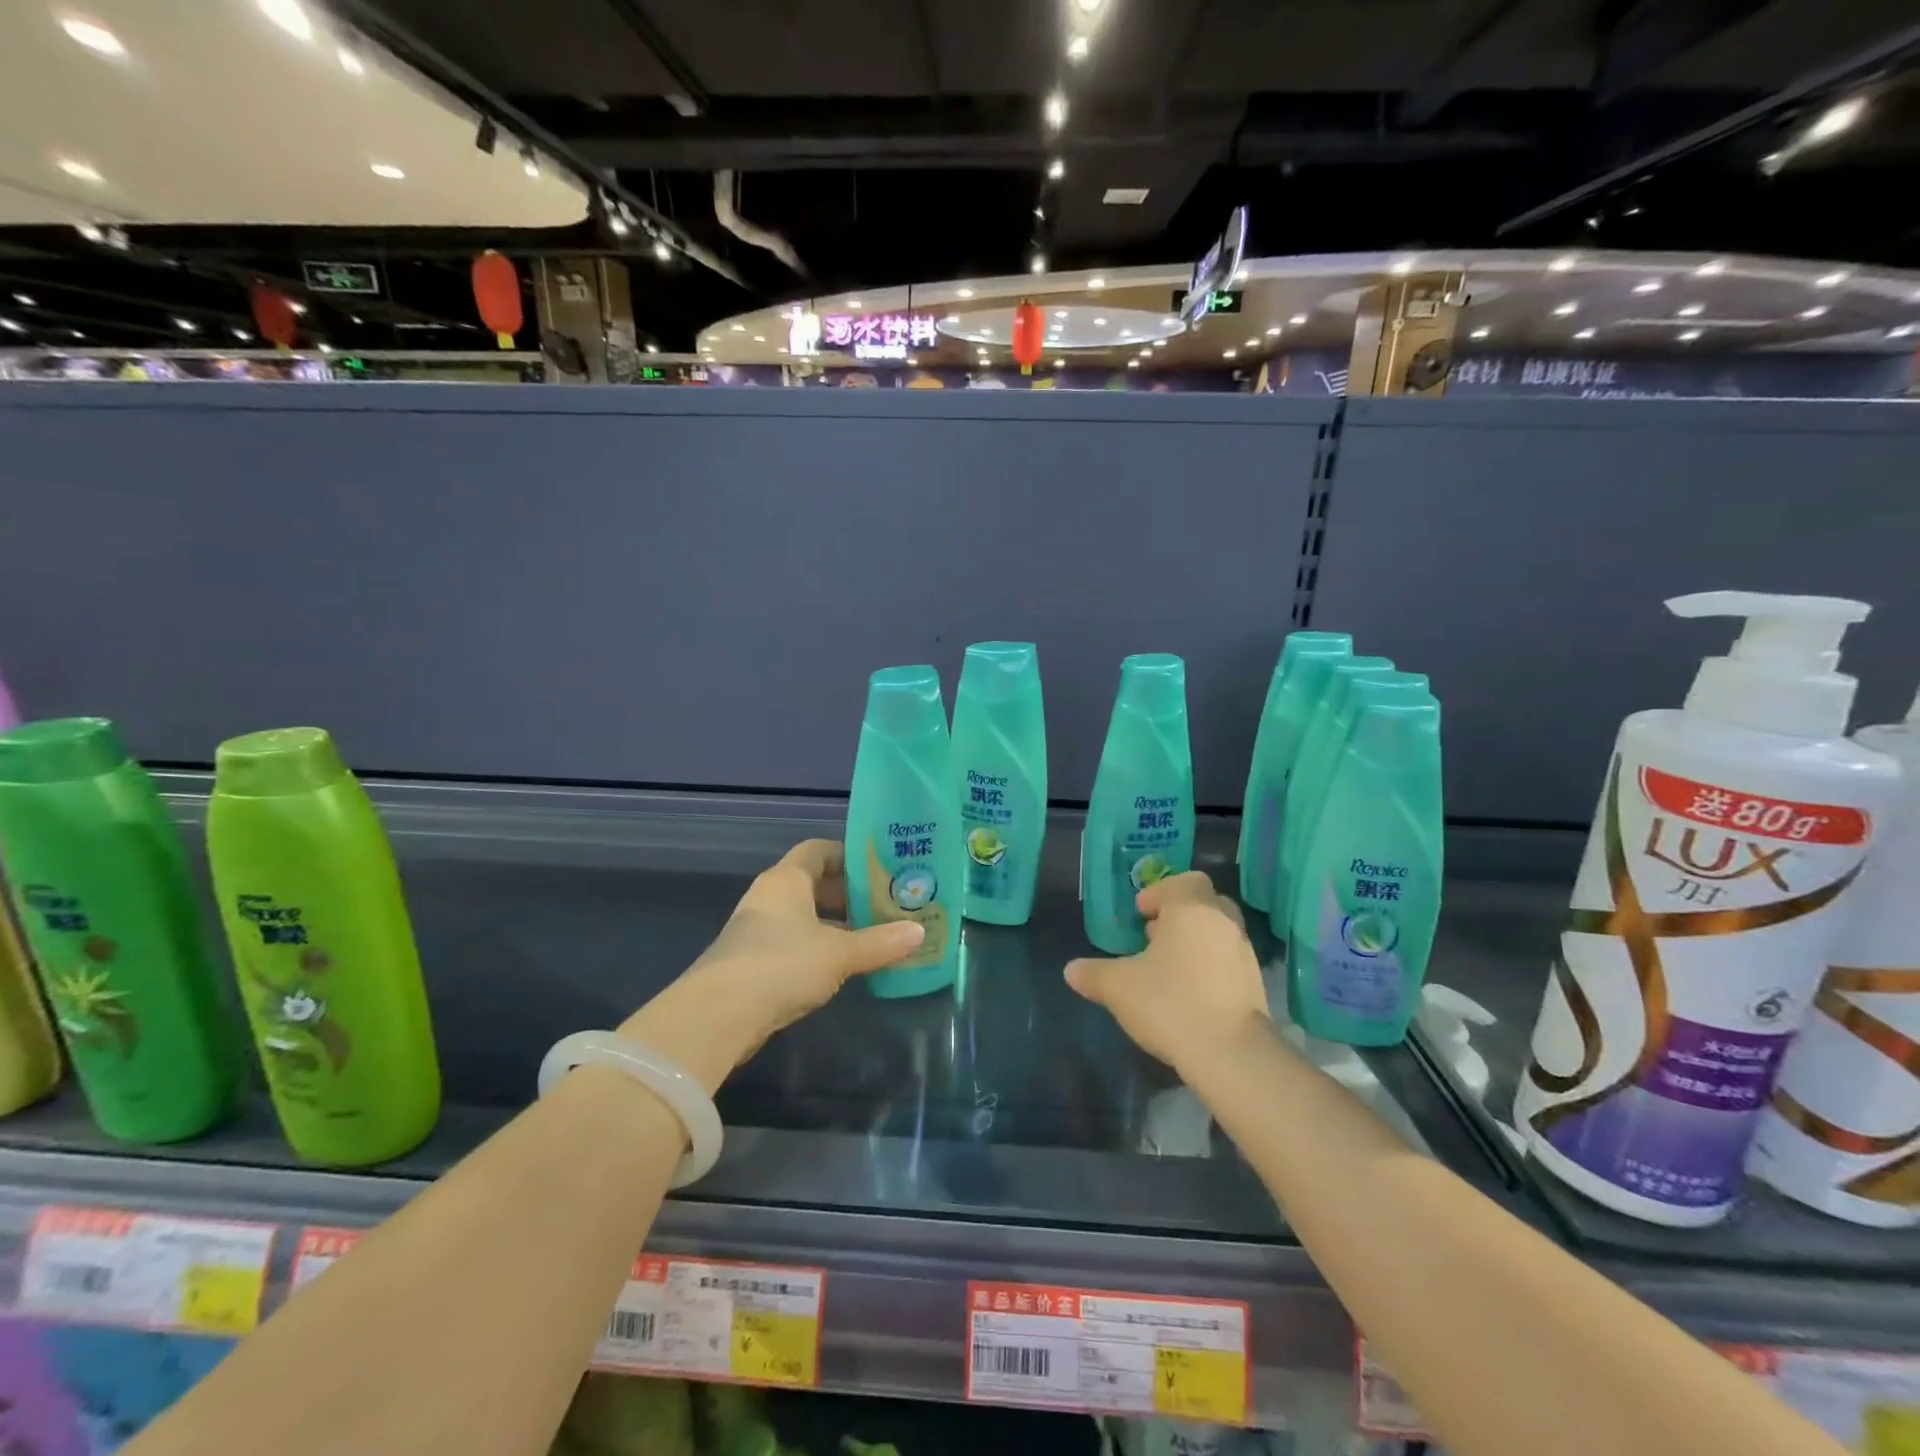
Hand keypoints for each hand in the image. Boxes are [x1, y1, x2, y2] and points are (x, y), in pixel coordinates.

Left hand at [620, 840, 924, 1092]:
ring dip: (835, 923)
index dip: (849, 855)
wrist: (717, 1016)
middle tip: (886, 904)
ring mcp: (758, 930)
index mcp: (787, 880)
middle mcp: (769, 896)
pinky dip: (819, 946)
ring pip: (804, 915)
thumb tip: (920, 932)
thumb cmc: (782, 965)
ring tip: (873, 934)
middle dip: (848, 893)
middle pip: (813, 883)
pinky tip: (843, 964)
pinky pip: (794, 941)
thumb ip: (880, 943)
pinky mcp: (753, 961)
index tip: (880, 868)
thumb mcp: (839, 953)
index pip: (819, 850)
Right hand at [1064, 871, 1268, 1073]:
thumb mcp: (1118, 987)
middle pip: (1204, 903)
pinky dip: (1209, 967)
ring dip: (1194, 942)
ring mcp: (1244, 954)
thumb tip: (1071, 970)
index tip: (1140, 915)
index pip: (1184, 881)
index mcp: (1192, 909)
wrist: (1231, 1054)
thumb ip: (1094, 974)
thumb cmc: (1170, 1002)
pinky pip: (1227, 962)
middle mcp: (1223, 923)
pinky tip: (1188, 993)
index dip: (1158, 893)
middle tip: (1153, 936)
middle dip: (1178, 915)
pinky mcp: (1255, 986)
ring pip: (1217, 933)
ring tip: (1167, 968)